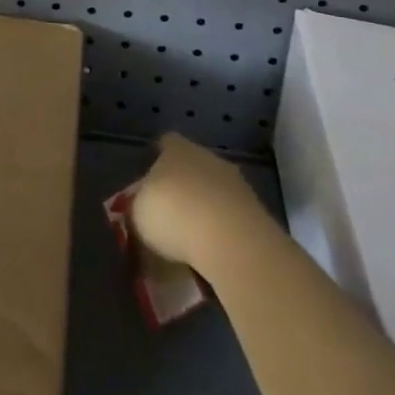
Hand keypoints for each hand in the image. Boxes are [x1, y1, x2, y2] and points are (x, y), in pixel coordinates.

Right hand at [131, 132, 271, 269]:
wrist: (229, 240)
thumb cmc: (173, 214)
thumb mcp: (138, 212)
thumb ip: (139, 205)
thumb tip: (142, 209)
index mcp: (176, 149)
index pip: (166, 143)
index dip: (158, 159)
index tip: (150, 180)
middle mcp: (208, 157)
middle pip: (193, 166)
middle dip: (184, 186)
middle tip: (171, 213)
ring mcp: (236, 183)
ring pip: (215, 191)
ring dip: (206, 208)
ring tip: (193, 238)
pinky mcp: (256, 212)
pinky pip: (232, 216)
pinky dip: (223, 230)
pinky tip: (213, 252)